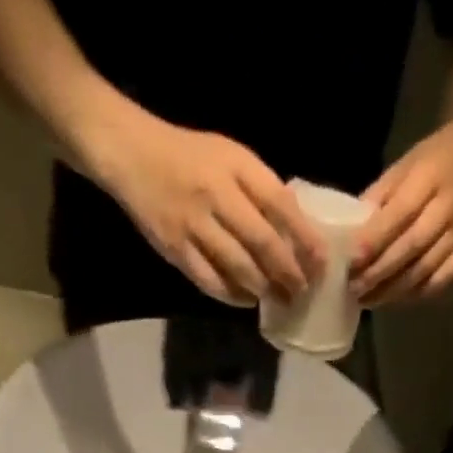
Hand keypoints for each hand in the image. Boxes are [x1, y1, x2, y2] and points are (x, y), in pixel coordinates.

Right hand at [98, 113, 325, 305]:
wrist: (131, 152)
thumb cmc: (189, 156)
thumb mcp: (230, 157)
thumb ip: (260, 190)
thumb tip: (296, 231)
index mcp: (236, 167)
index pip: (281, 206)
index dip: (305, 239)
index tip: (322, 264)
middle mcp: (217, 194)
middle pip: (262, 243)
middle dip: (288, 273)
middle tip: (302, 292)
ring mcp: (194, 223)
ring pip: (238, 266)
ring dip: (263, 288)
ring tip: (279, 300)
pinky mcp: (175, 248)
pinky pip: (211, 280)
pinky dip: (233, 295)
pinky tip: (247, 300)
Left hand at [352, 114, 452, 305]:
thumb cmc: (429, 162)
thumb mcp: (401, 168)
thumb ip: (378, 199)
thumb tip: (350, 234)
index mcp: (429, 178)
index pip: (398, 215)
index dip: (374, 241)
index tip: (350, 261)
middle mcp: (449, 207)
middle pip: (411, 247)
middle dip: (380, 272)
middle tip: (354, 289)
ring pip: (425, 269)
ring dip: (394, 289)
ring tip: (368, 300)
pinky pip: (441, 280)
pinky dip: (417, 293)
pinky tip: (396, 298)